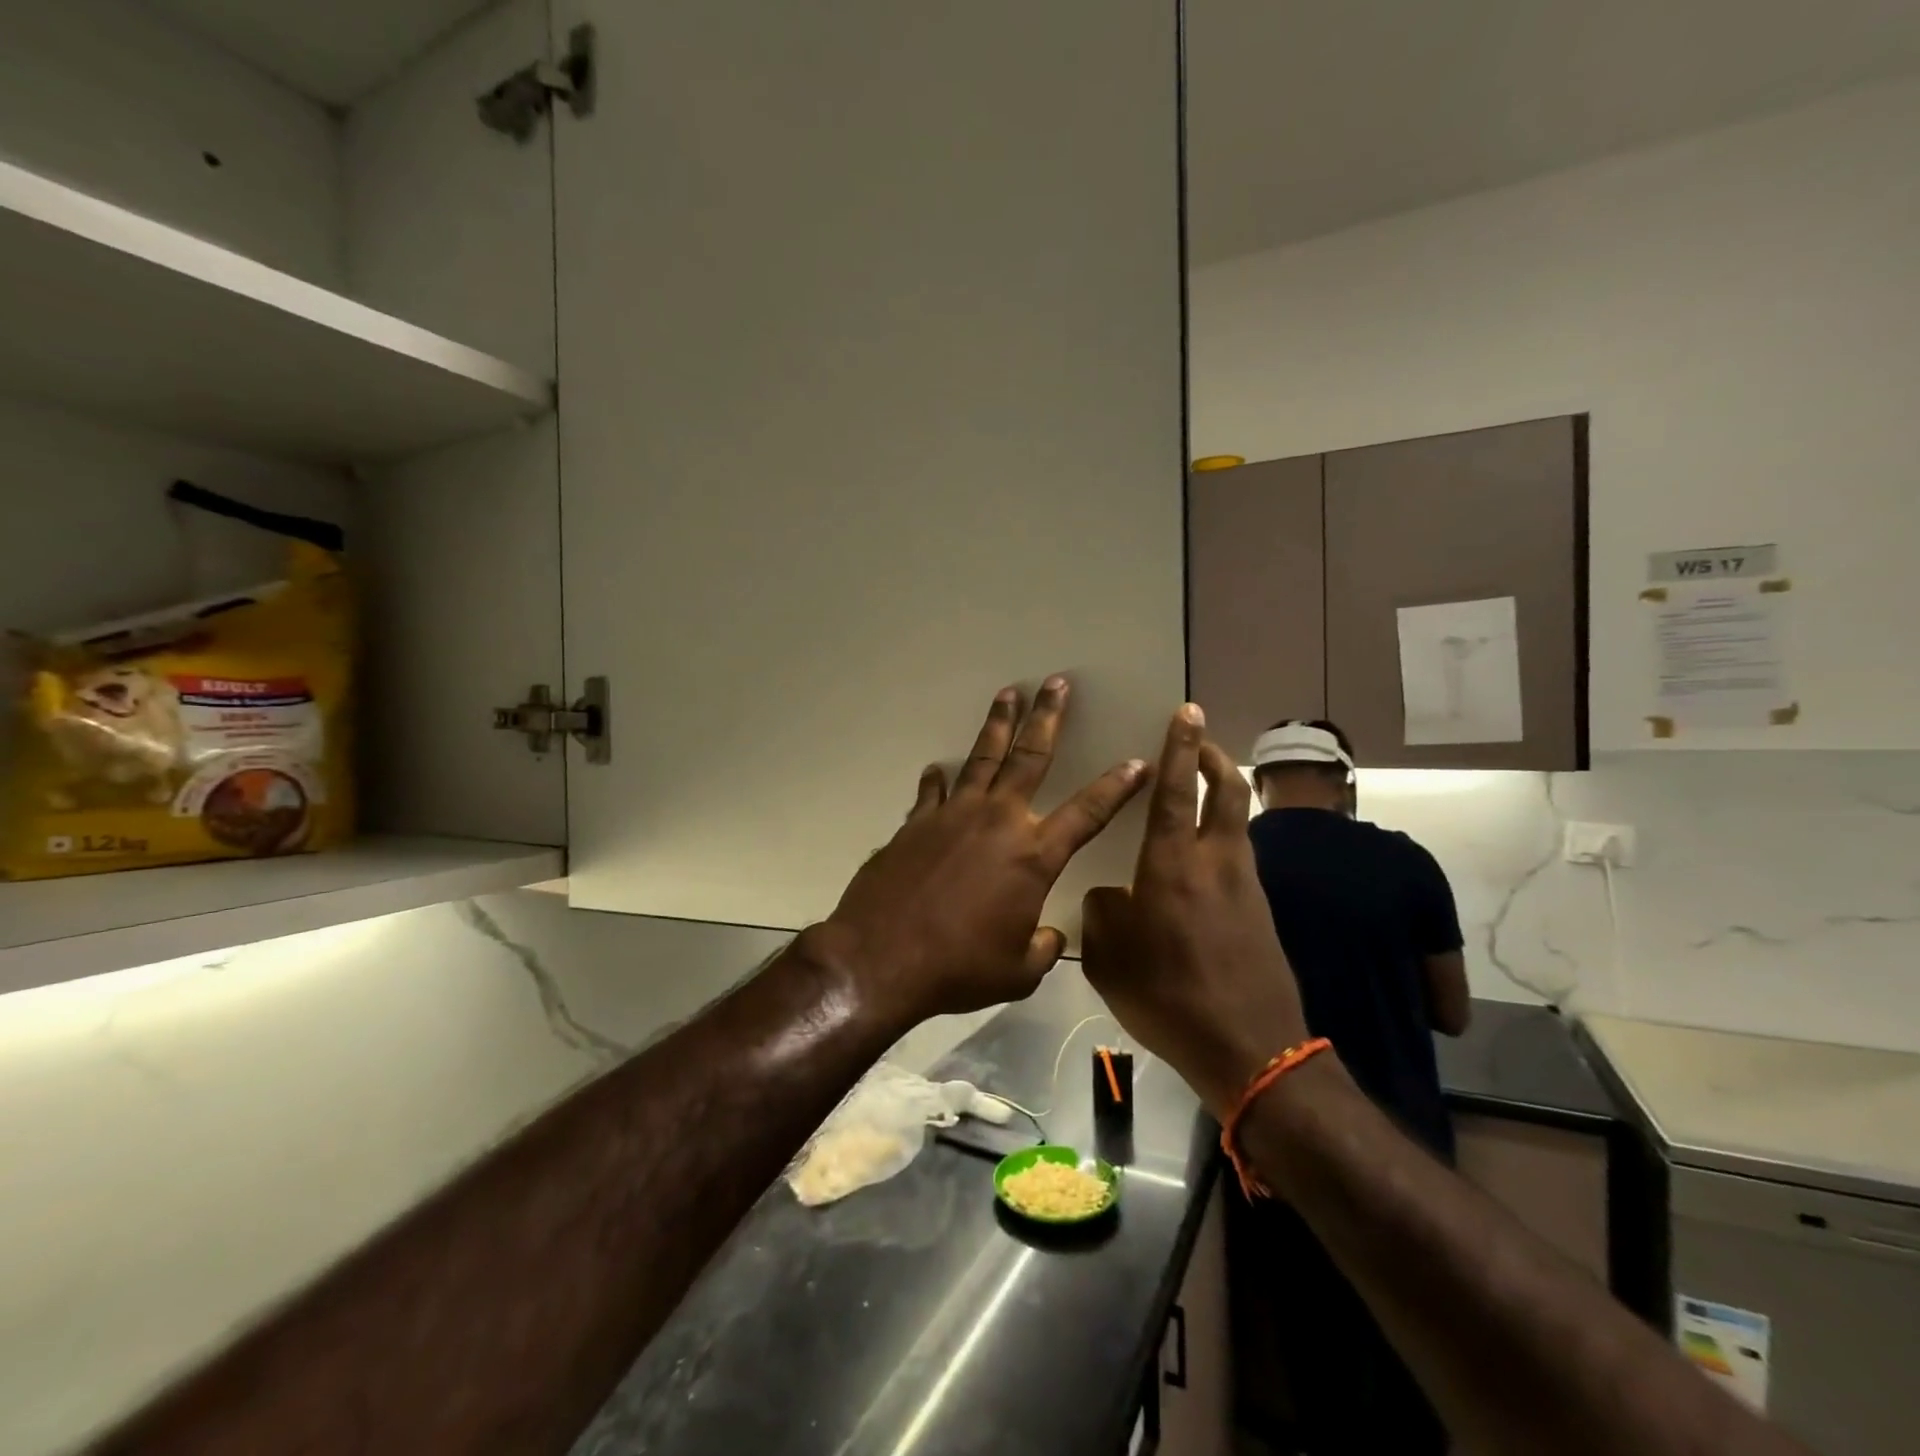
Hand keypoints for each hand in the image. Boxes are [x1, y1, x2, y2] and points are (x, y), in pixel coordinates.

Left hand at [803, 676, 1147, 1024]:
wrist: (882, 958)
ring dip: (997, 724)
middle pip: (1030, 756)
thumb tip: (1049, 935)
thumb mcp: (1017, 972)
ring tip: (1008, 694)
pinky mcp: (915, 823)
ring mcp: (953, 815)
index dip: (1117, 786)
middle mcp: (998, 821)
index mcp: (1034, 855)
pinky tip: (938, 769)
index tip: (1138, 762)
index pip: (1089, 812)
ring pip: (982, 757)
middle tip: (1056, 683)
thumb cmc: (959, 967)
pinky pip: (933, 792)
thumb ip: (1042, 948)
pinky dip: (939, 779)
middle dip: (1048, 717)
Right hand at [1080, 704, 1309, 1118]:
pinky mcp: (1260, 909)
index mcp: (1171, 866)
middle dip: (1213, 757)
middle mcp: (1215, 862)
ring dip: (1221, 794)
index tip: (1185, 711)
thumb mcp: (1110, 959)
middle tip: (1197, 739)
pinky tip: (1202, 859)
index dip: (1180, 747)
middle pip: (1227, 790)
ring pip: (1237, 820)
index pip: (1175, 790)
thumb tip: (1109, 895)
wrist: (1250, 1048)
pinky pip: (1240, 854)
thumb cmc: (1169, 997)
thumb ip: (1101, 914)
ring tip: (1196, 793)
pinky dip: (1223, 835)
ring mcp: (1245, 884)